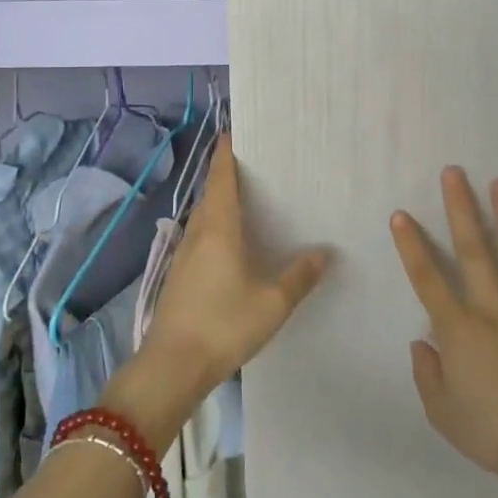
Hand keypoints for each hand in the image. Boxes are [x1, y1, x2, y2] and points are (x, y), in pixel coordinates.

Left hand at [110, 135, 328, 445]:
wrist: (172, 366)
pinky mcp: (179, 276)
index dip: (226, 153)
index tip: (233, 131)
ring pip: (204, 216)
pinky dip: (215, 226)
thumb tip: (325, 252)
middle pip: (211, 193)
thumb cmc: (224, 325)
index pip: (221, 178)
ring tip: (247, 198)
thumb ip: (299, 276)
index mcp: (218, 228)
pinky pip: (200, 237)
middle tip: (254, 164)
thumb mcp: (272, 303)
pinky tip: (231, 242)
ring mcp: (184, 255)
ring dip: (220, 201)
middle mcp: (198, 234)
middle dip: (227, 175)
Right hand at [393, 169, 497, 497]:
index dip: (411, 246)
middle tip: (454, 173)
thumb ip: (427, 374)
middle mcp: (494, 311)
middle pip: (475, 251)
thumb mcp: (443, 414)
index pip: (428, 279)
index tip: (400, 215)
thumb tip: (422, 342)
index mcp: (460, 330)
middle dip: (461, 208)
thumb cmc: (492, 434)